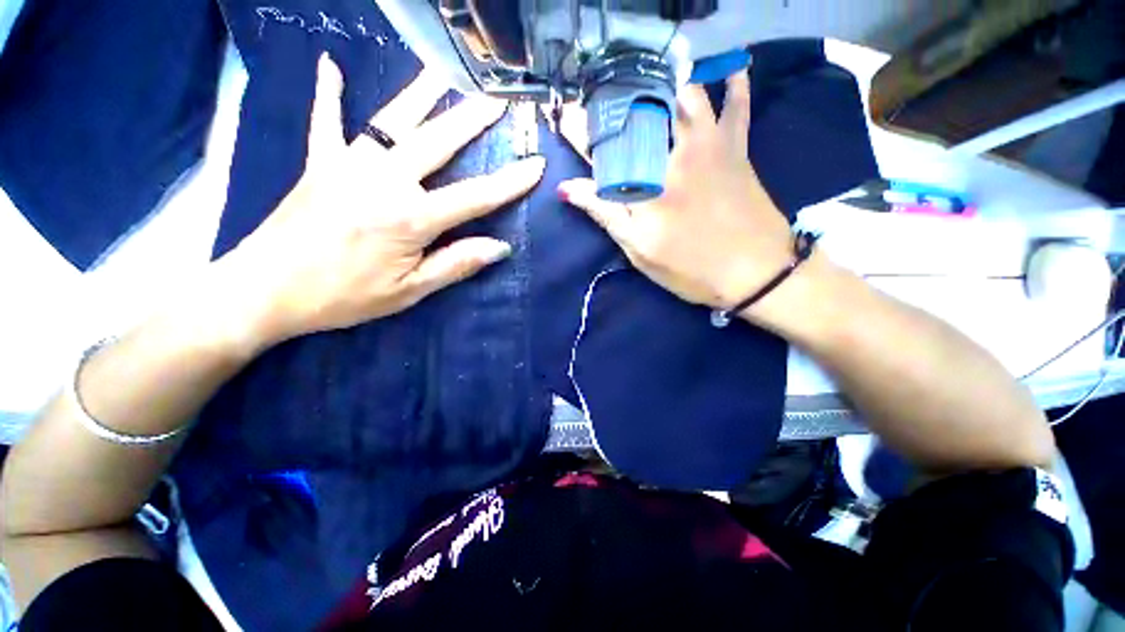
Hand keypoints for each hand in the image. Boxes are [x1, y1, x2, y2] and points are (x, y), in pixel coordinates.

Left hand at [215, 56, 543, 349]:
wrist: (265, 290)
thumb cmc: (344, 296)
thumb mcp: (410, 290)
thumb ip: (456, 264)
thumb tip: (499, 248)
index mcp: (410, 218)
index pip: (475, 196)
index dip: (510, 182)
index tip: (536, 164)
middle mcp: (383, 181)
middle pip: (437, 142)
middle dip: (471, 120)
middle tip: (496, 98)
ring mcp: (347, 165)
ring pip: (392, 121)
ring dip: (420, 94)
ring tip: (442, 69)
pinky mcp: (318, 163)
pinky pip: (325, 121)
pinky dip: (327, 94)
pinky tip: (329, 64)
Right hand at [556, 72, 796, 321]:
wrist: (755, 273)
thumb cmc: (691, 269)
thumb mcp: (639, 250)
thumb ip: (605, 214)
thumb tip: (567, 189)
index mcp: (645, 184)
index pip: (605, 147)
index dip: (584, 132)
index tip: (571, 124)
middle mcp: (673, 154)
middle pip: (641, 111)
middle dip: (619, 104)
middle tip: (609, 111)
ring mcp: (709, 146)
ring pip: (685, 96)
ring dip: (666, 89)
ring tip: (651, 95)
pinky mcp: (737, 149)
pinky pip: (738, 107)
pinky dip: (734, 86)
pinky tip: (730, 73)